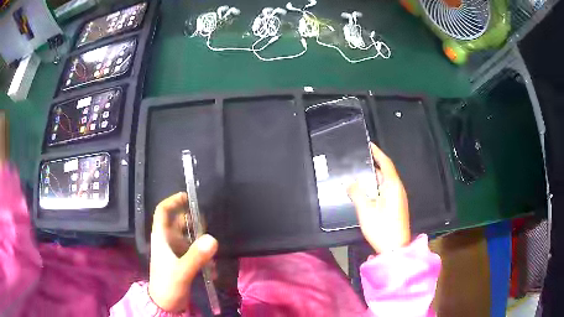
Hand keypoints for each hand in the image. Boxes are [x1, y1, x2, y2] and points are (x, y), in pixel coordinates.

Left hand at [148, 192, 217, 311]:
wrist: (166, 305)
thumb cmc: (167, 286)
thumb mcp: (181, 271)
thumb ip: (196, 256)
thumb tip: (213, 238)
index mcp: (161, 238)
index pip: (162, 212)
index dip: (173, 201)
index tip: (188, 197)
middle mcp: (168, 242)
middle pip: (180, 223)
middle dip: (195, 225)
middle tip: (208, 231)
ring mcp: (175, 252)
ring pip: (190, 239)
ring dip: (202, 245)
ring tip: (213, 256)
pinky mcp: (183, 262)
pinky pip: (195, 253)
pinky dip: (204, 258)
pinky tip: (213, 271)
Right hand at [347, 143, 409, 253]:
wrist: (395, 248)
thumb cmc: (382, 227)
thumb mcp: (366, 210)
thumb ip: (356, 193)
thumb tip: (349, 182)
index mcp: (393, 186)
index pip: (386, 163)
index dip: (377, 153)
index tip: (369, 145)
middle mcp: (398, 189)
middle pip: (386, 172)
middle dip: (373, 165)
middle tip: (357, 161)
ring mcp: (398, 199)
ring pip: (385, 183)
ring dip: (373, 178)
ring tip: (358, 175)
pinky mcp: (396, 207)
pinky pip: (386, 191)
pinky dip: (376, 188)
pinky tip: (366, 192)